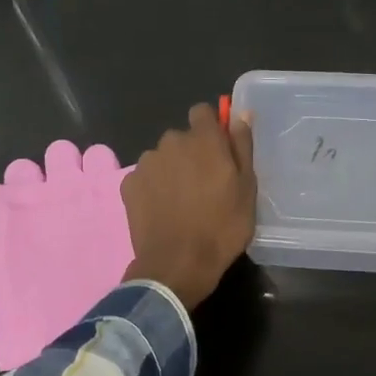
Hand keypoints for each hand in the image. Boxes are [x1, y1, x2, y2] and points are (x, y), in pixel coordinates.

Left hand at [122, 104, 256, 308]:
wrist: (178, 264)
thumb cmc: (222, 227)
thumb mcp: (246, 189)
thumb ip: (242, 147)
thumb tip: (241, 115)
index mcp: (203, 139)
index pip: (203, 112)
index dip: (211, 128)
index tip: (219, 150)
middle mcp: (171, 142)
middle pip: (182, 137)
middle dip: (192, 153)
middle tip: (204, 185)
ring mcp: (146, 163)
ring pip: (163, 157)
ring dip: (172, 170)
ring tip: (182, 201)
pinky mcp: (129, 184)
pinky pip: (145, 177)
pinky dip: (153, 188)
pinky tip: (163, 211)